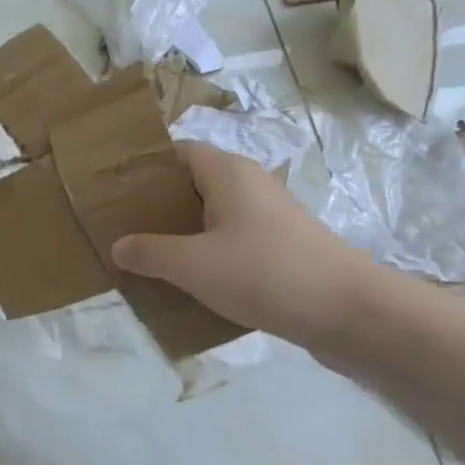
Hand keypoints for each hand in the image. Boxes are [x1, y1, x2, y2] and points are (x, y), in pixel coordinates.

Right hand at [112, 143, 376, 346]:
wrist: (350, 313)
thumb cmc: (265, 274)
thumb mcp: (193, 265)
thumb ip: (149, 253)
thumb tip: (119, 246)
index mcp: (227, 173)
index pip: (178, 152)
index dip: (146, 168)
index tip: (114, 192)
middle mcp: (249, 186)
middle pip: (192, 185)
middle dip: (157, 206)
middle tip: (122, 229)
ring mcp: (268, 218)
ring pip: (211, 216)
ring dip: (180, 234)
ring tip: (146, 258)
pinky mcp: (280, 248)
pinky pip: (230, 241)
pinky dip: (206, 255)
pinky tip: (188, 283)